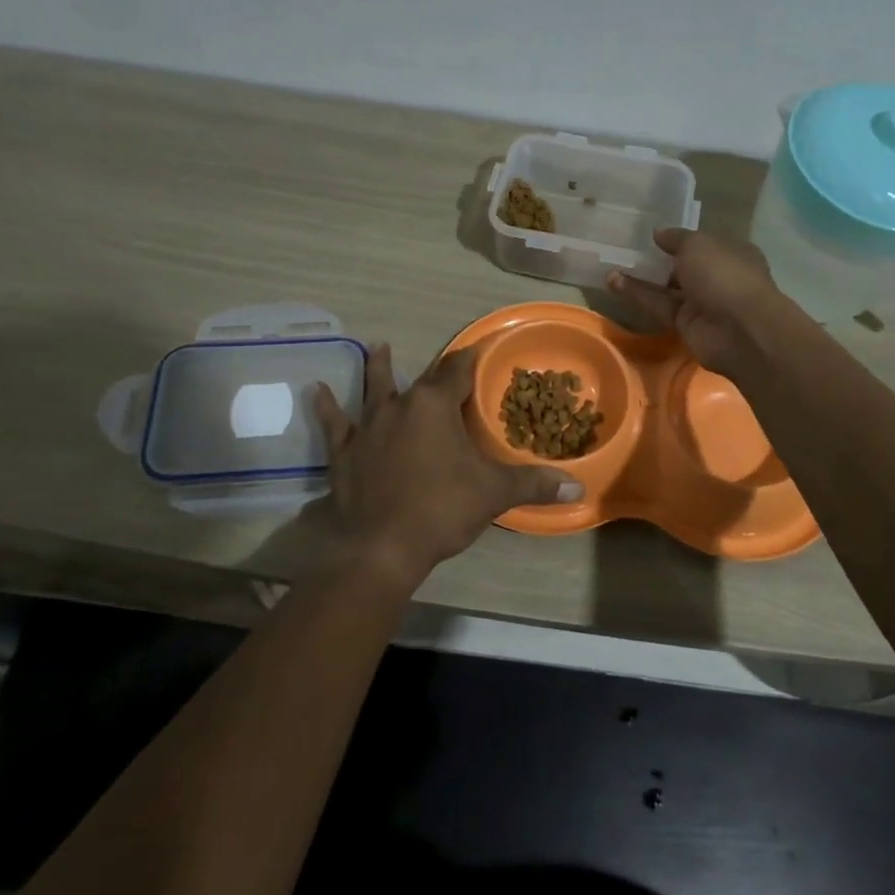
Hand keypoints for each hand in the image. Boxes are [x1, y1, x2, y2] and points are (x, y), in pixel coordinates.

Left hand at [311, 345, 582, 591]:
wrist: (380, 547)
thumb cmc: (441, 509)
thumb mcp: (494, 493)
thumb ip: (534, 484)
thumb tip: (578, 488)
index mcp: (435, 406)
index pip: (458, 370)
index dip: (471, 358)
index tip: (479, 346)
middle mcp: (400, 407)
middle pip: (419, 379)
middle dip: (433, 370)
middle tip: (442, 360)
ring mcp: (368, 428)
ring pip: (373, 390)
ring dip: (376, 369)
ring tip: (375, 347)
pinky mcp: (344, 452)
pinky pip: (335, 424)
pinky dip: (327, 407)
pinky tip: (316, 391)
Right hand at [606, 228, 793, 376]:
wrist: (740, 331)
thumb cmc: (724, 275)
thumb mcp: (698, 245)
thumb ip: (676, 238)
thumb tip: (658, 233)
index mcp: (731, 253)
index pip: (702, 244)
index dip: (679, 239)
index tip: (652, 235)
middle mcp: (718, 277)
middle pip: (683, 267)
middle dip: (657, 260)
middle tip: (625, 250)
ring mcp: (702, 303)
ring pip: (667, 288)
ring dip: (640, 279)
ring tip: (610, 266)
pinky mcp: (685, 325)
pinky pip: (659, 306)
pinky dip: (638, 295)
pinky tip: (613, 283)